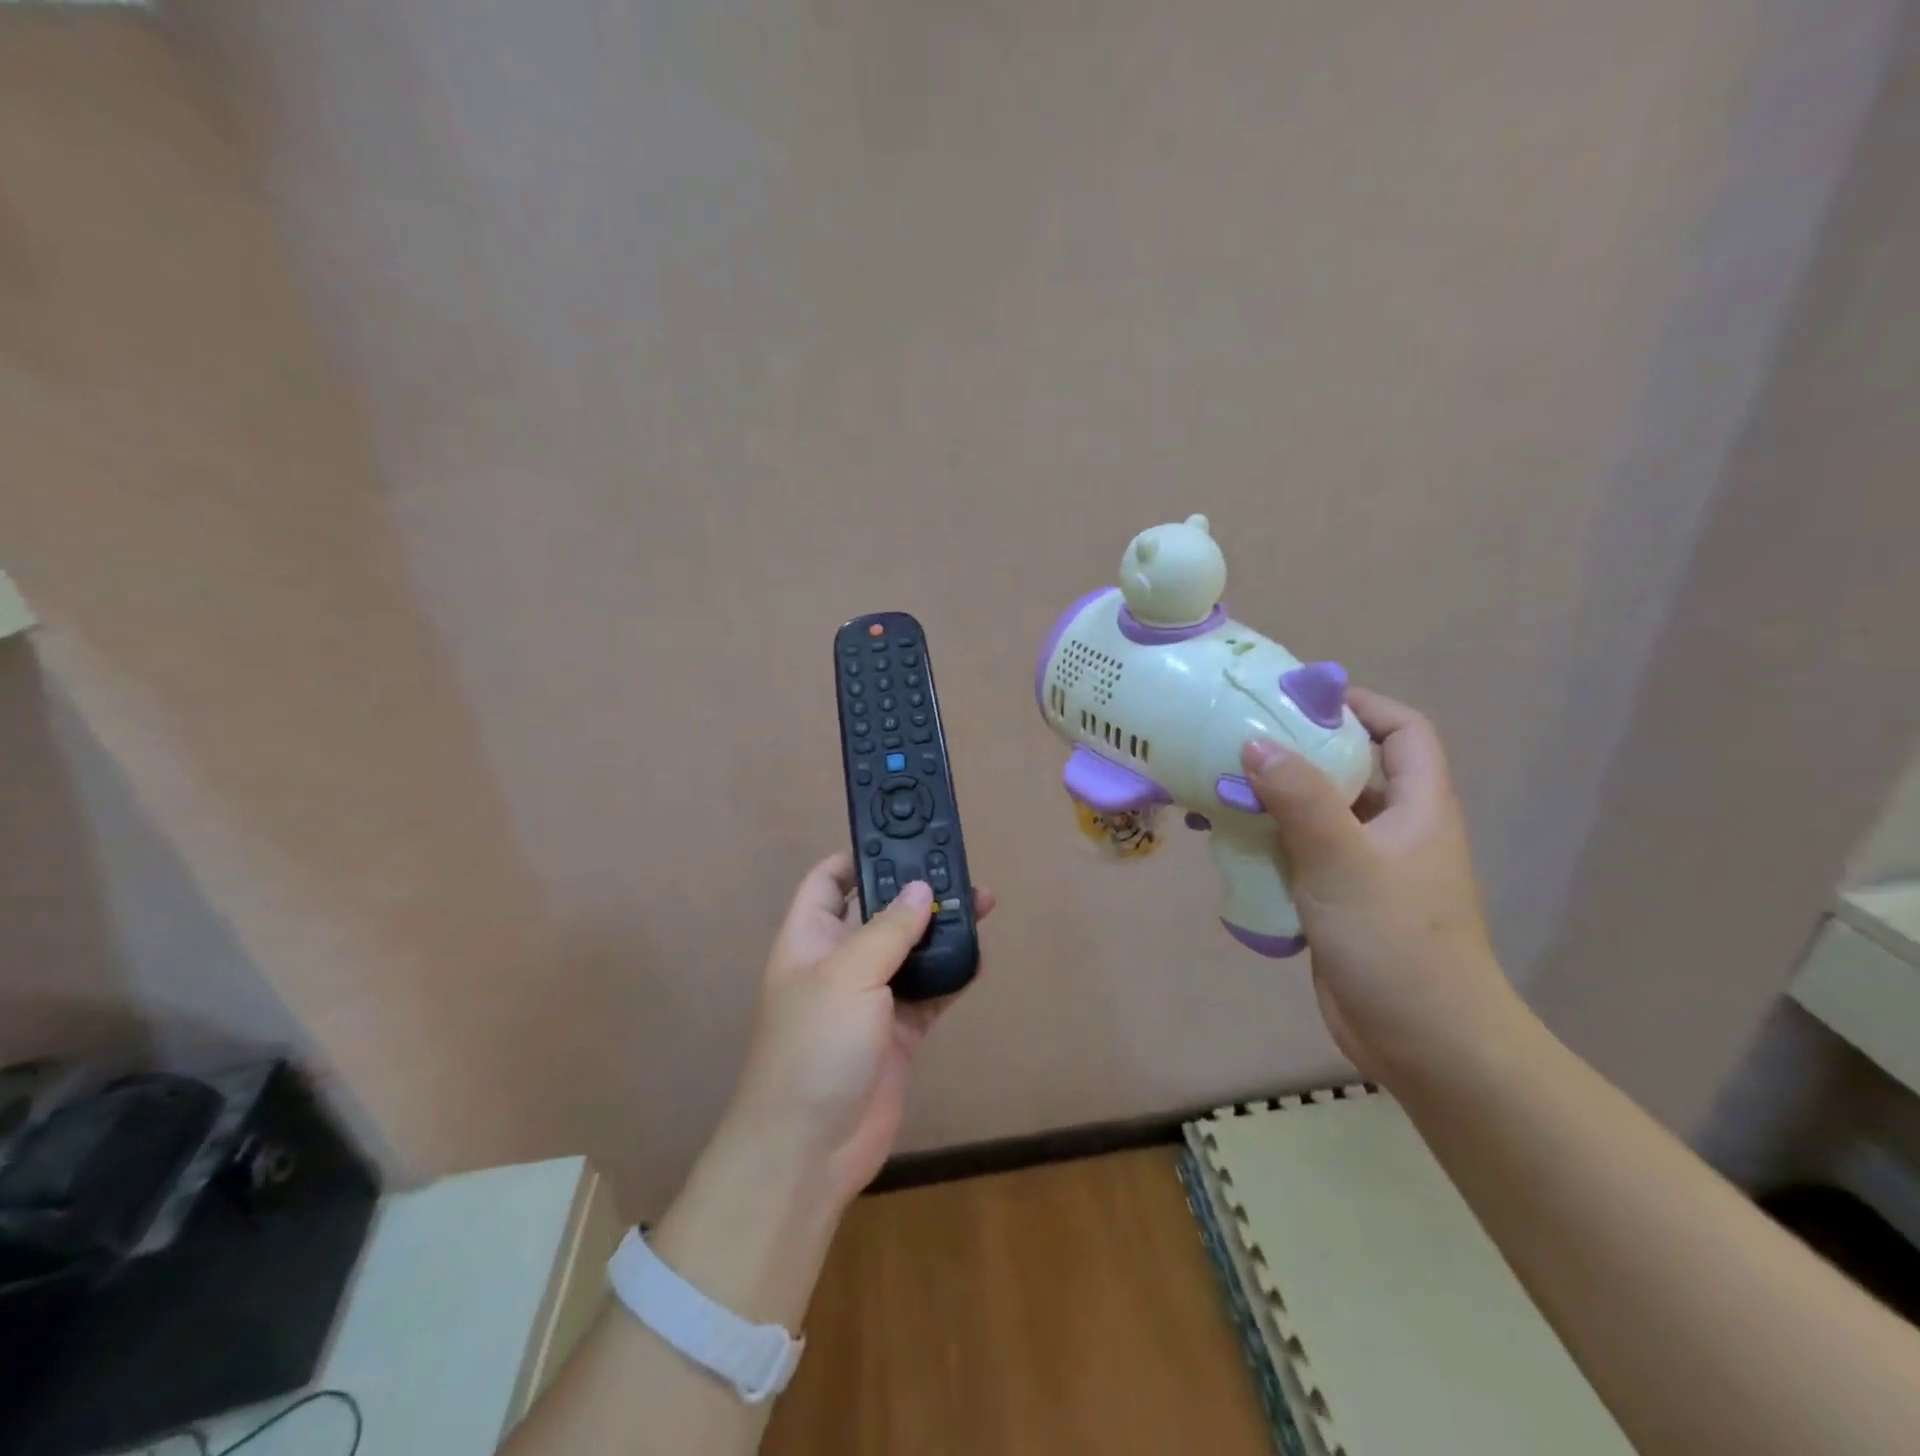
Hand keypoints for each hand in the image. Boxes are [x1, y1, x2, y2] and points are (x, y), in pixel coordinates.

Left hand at [726, 853, 996, 1209]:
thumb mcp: (847, 976)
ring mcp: (870, 999)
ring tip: (981, 903)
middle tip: (957, 868)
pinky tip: (978, 955)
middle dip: (914, 890)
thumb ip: (888, 930)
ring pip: (911, 950)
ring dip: (941, 929)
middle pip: (879, 912)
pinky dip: (952, 973)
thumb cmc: (814, 1047)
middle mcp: (839, 962)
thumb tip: (921, 890)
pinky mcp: (899, 1031)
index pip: (827, 882)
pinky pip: (930, 991)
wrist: (810, 1151)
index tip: (900, 839)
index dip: (857, 857)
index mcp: (809, 939)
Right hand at [1241, 688, 1520, 1085]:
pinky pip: (1298, 854)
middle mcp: (1394, 829)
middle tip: (1235, 738)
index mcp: (1418, 807)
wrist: (1424, 1045)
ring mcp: (1365, 868)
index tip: (1297, 699)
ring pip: (1316, 814)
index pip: (1402, 731)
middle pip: (1349, 768)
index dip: (1359, 705)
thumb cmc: (1396, 943)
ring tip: (1215, 785)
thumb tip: (1255, 742)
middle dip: (1296, 750)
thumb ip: (1300, 800)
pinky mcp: (1337, 901)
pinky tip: (1223, 842)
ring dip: (1271, 799)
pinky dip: (1264, 841)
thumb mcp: (1345, 862)